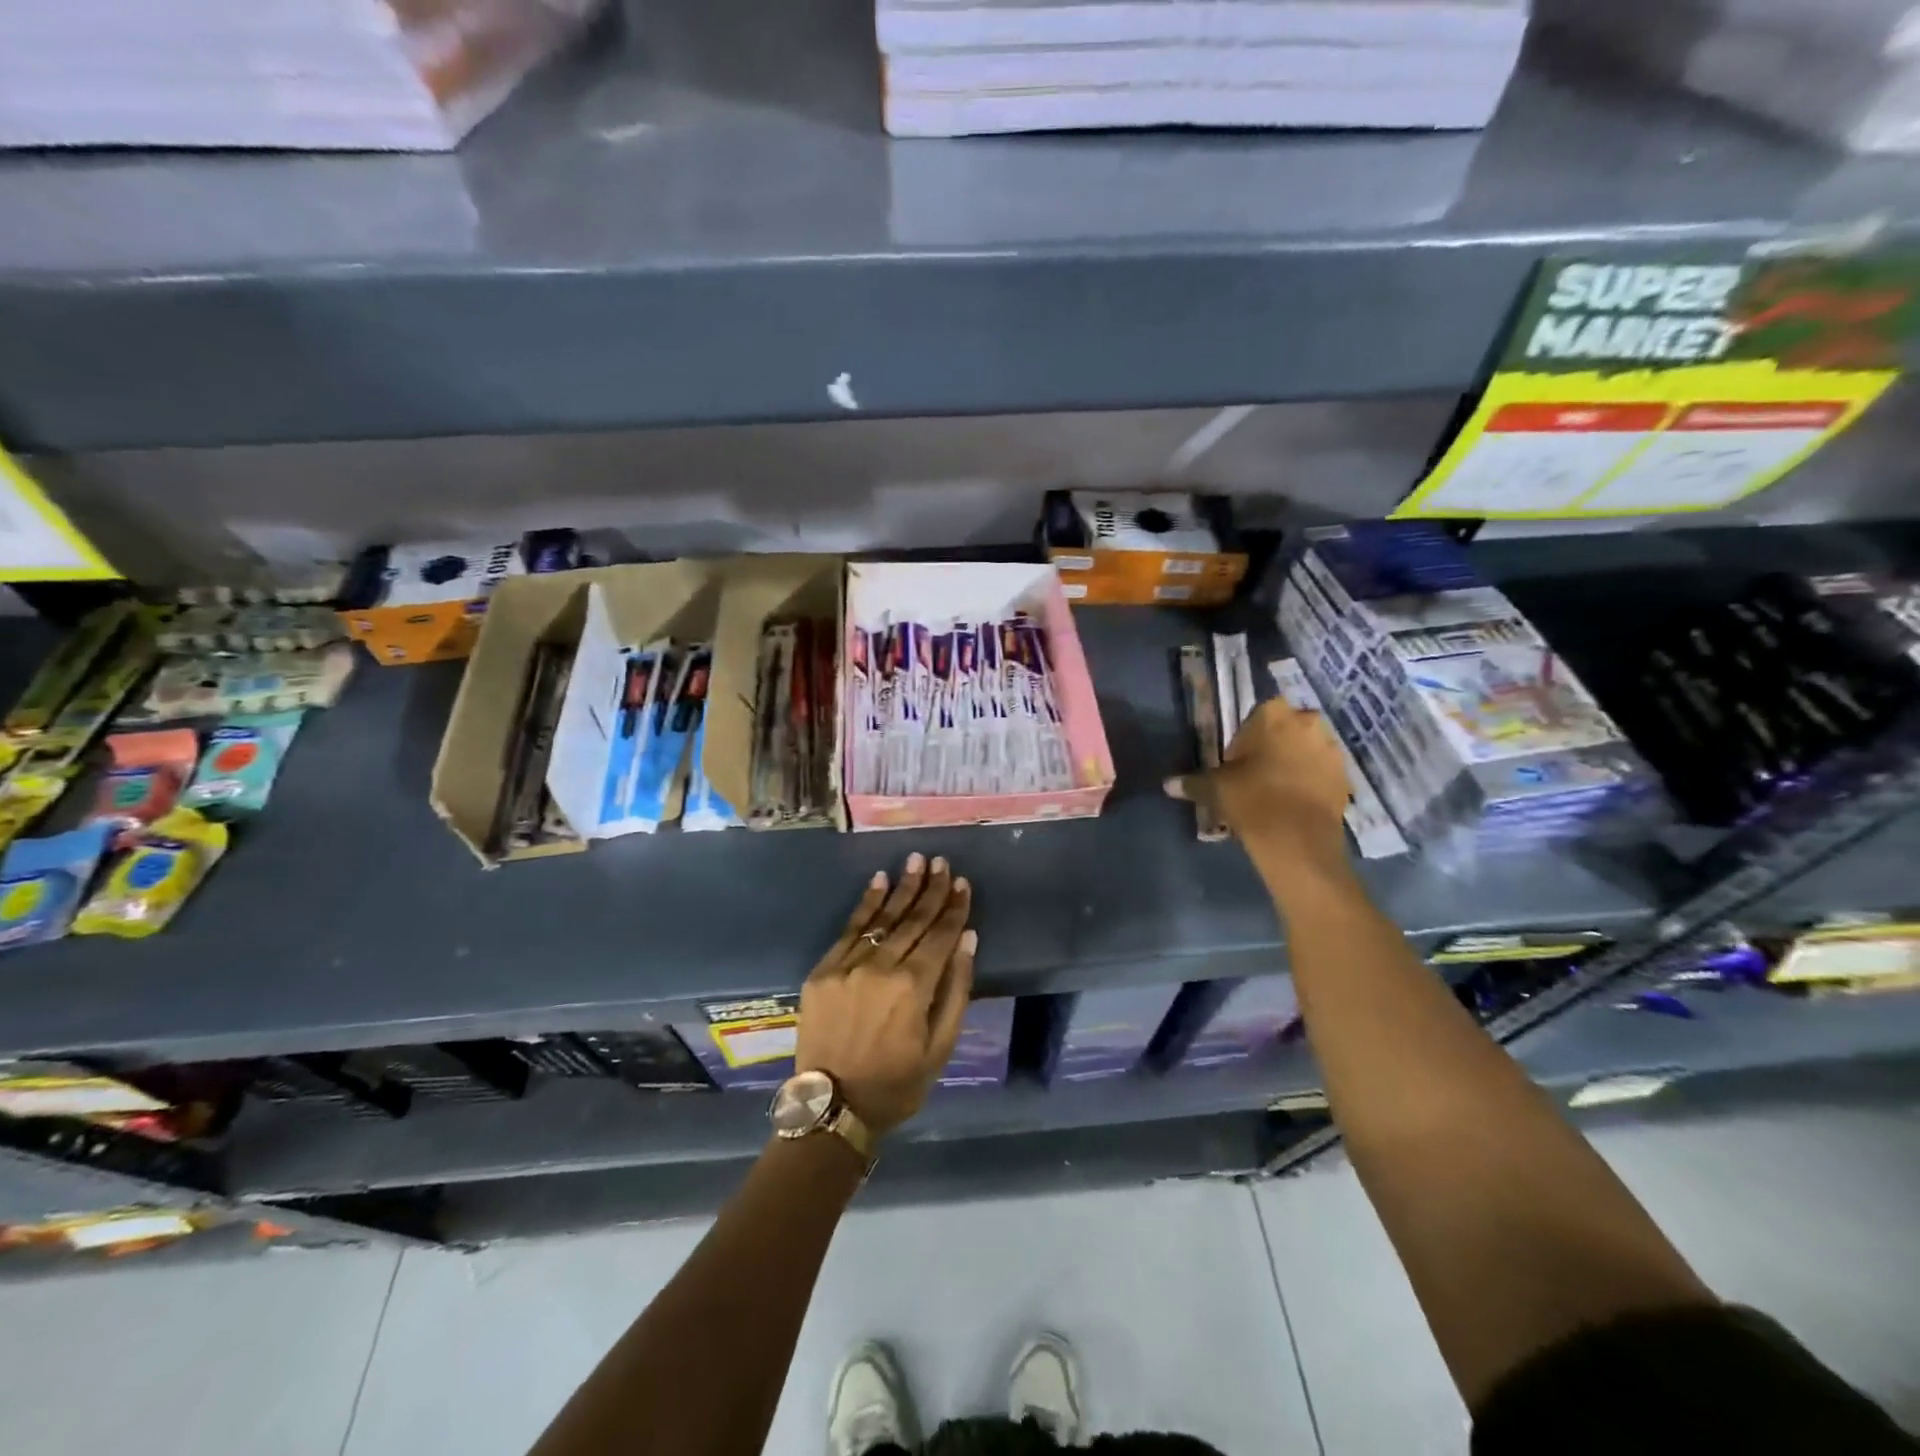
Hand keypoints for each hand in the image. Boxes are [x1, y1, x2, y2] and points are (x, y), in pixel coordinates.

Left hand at [796, 853, 976, 1135]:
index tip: (963, 883)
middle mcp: (880, 967)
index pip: (940, 936)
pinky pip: (849, 929)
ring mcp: (848, 966)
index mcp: (913, 988)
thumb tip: (967, 940)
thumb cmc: (896, 1083)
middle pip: (913, 920)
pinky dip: (866, 904)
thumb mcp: (940, 1047)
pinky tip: (879, 881)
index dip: (954, 908)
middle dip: (931, 889)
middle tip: (942, 862)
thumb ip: (956, 989)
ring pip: (882, 918)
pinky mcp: (823, 970)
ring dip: (902, 887)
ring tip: (915, 861)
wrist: (832, 1107)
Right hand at [1164, 700, 1350, 867]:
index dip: (1246, 738)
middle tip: (1255, 775)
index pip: (1257, 715)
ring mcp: (1331, 749)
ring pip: (1307, 749)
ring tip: (1276, 792)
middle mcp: (1308, 722)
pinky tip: (1294, 804)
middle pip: (1286, 729)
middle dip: (1274, 746)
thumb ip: (1192, 782)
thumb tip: (1167, 785)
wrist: (1298, 840)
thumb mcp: (1214, 789)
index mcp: (1274, 714)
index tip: (1237, 761)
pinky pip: (1322, 772)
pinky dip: (1310, 782)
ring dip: (1294, 763)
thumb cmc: (1251, 800)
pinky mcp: (1345, 776)